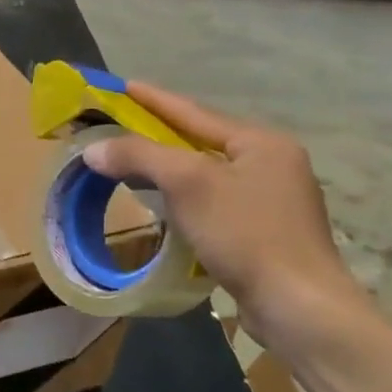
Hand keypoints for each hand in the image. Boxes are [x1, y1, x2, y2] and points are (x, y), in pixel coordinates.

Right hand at [81, 83, 371, 357]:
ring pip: (208, 174)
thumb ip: (139, 157)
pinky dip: (185, 198)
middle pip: (202, 141)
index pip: (194, 112)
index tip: (122, 85)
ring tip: (134, 163)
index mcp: (261, 143)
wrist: (299, 307)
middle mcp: (272, 164)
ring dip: (170, 168)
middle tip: (120, 125)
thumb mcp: (188, 185)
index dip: (154, 99)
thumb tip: (93, 149)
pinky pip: (215, 202)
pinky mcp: (266, 234)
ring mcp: (273, 201)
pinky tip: (166, 206)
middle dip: (160, 134)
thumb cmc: (245, 234)